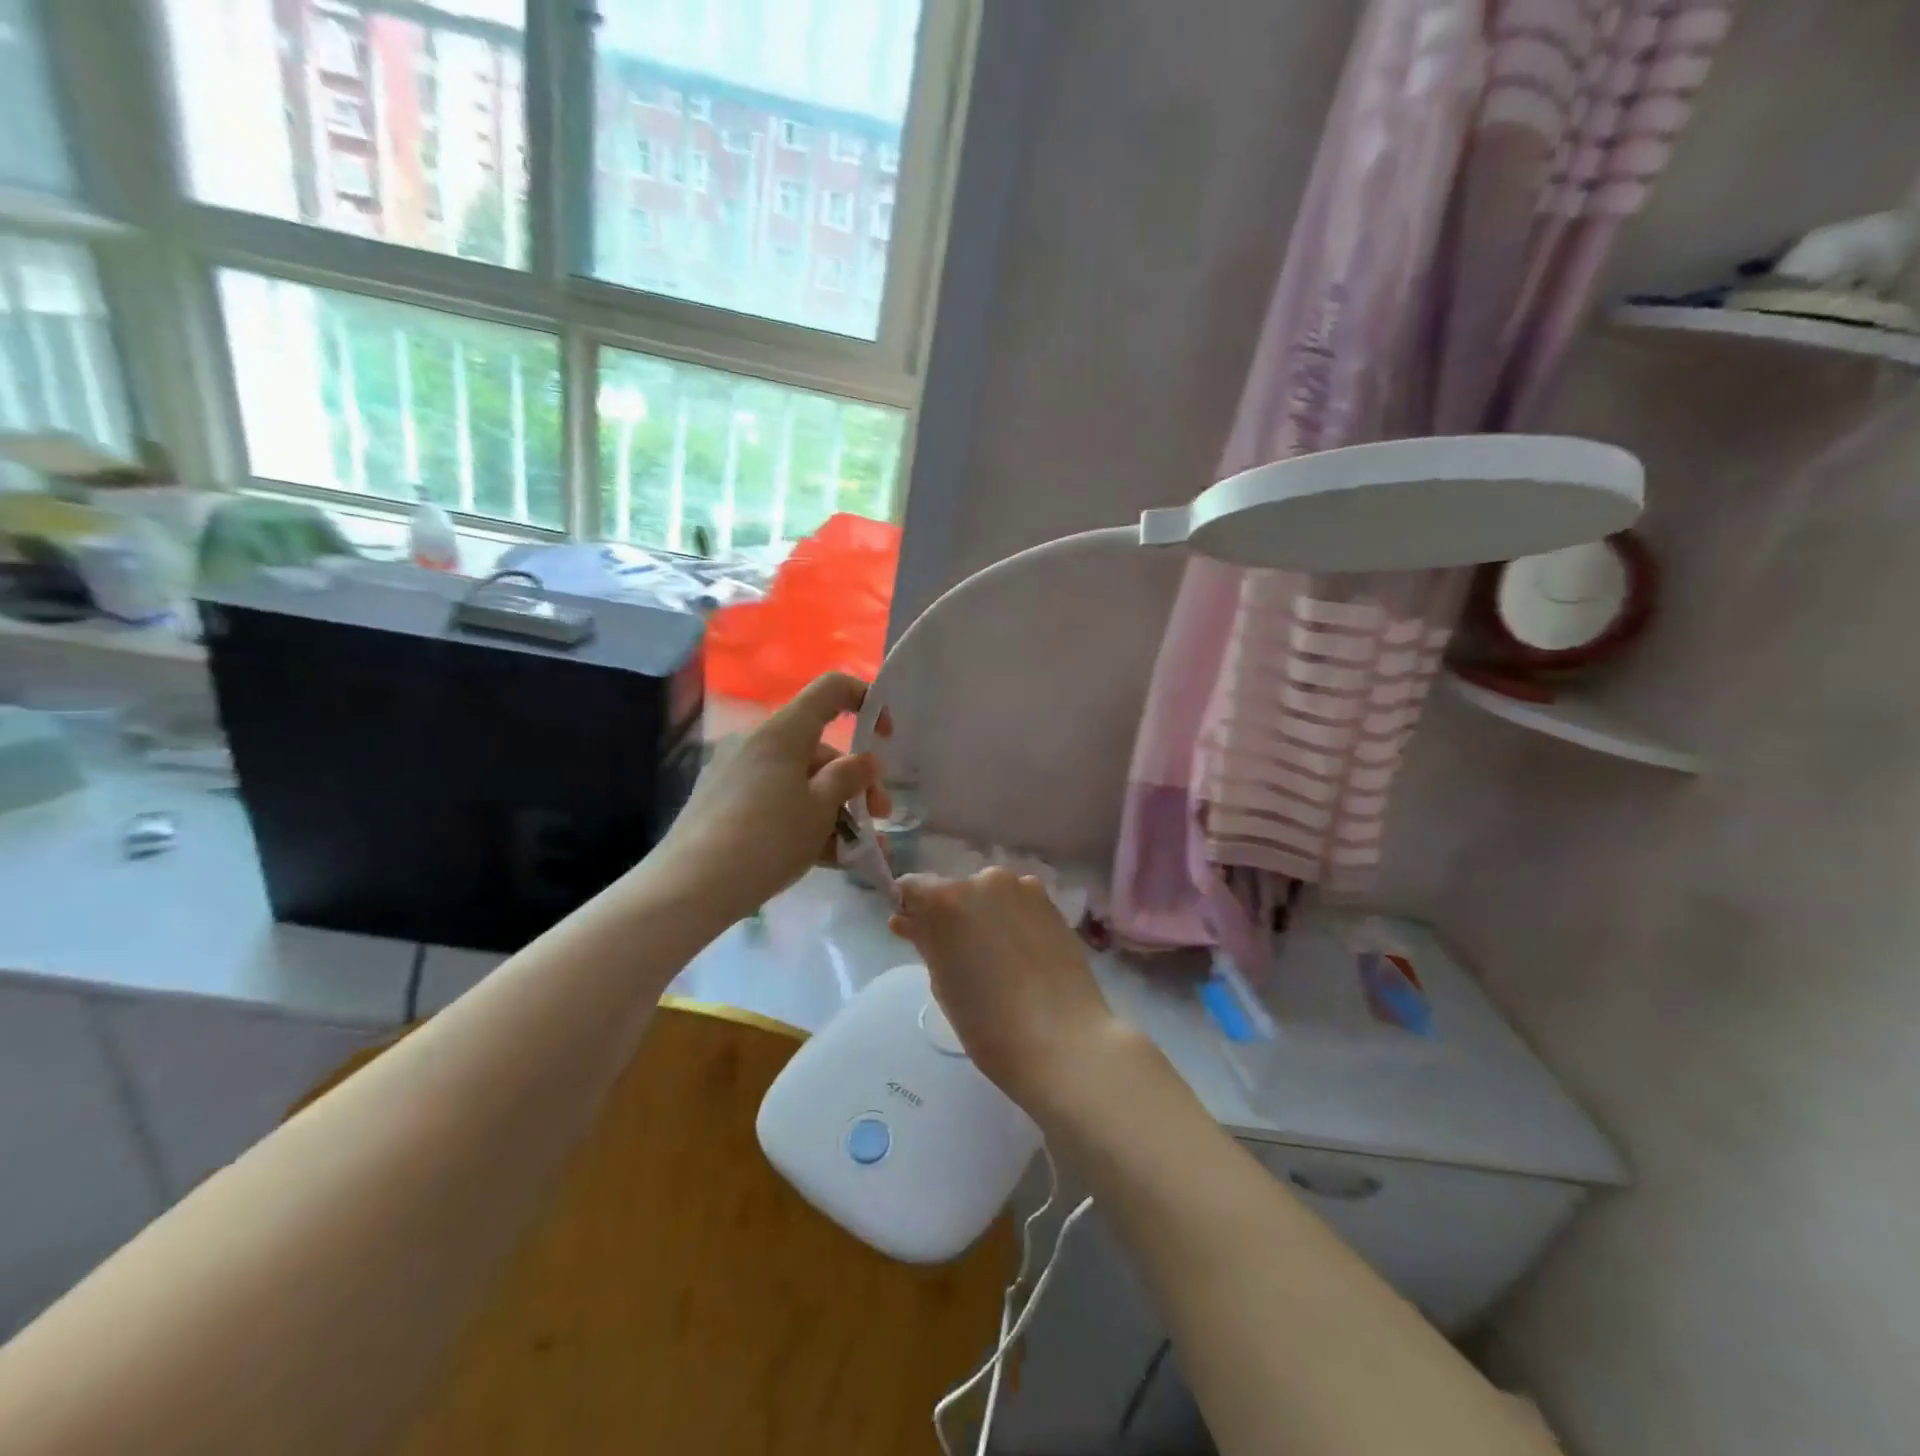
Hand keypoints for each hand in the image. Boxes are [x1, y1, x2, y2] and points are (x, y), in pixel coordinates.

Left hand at [656, 673, 889, 922]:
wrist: (690, 888)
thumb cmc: (767, 838)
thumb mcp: (820, 808)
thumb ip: (849, 778)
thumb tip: (865, 761)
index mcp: (783, 732)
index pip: (830, 690)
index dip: (865, 700)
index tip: (886, 736)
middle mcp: (759, 744)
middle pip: (821, 749)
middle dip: (856, 784)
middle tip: (879, 819)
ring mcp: (739, 775)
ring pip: (802, 782)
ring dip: (836, 812)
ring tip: (861, 852)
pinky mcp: (726, 806)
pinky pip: (778, 803)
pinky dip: (806, 823)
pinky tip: (830, 858)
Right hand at [887, 869, 1130, 1116]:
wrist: (1063, 1041)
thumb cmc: (989, 1024)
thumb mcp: (943, 983)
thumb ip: (925, 942)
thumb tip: (908, 920)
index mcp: (946, 899)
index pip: (913, 888)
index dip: (911, 910)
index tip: (914, 934)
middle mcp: (984, 880)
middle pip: (955, 889)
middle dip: (950, 914)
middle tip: (958, 955)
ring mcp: (1023, 888)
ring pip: (990, 895)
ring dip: (985, 915)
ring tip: (995, 958)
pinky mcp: (1053, 904)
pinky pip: (1020, 904)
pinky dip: (1013, 920)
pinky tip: (1021, 955)